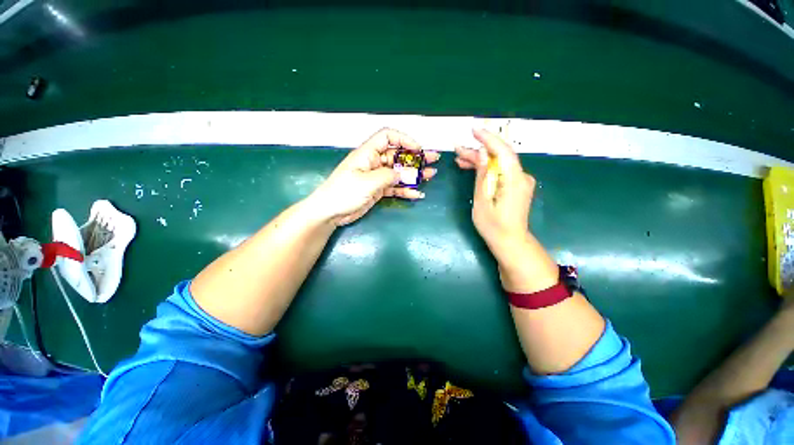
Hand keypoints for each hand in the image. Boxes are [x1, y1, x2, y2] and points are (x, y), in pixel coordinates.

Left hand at [308, 128, 439, 225]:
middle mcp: (374, 162)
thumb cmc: (344, 192)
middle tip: (433, 160)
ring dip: (414, 174)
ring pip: (398, 172)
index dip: (404, 139)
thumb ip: (387, 176)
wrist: (330, 212)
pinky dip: (406, 190)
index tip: (418, 149)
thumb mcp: (367, 182)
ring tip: (430, 176)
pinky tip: (417, 193)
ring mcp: (376, 177)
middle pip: (397, 156)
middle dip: (415, 157)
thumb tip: (404, 174)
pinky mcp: (378, 190)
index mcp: (368, 153)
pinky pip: (395, 187)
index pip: (387, 137)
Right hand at [455, 129, 534, 256]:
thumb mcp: (482, 201)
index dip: (488, 139)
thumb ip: (483, 176)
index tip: (473, 131)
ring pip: (499, 164)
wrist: (510, 242)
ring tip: (460, 160)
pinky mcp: (516, 187)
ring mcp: (520, 182)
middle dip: (479, 152)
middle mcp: (521, 177)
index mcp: (514, 180)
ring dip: (481, 161)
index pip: (503, 151)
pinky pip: (501, 172)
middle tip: (458, 150)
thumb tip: (482, 153)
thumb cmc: (493, 226)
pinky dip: (487, 170)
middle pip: (500, 157)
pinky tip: (473, 169)